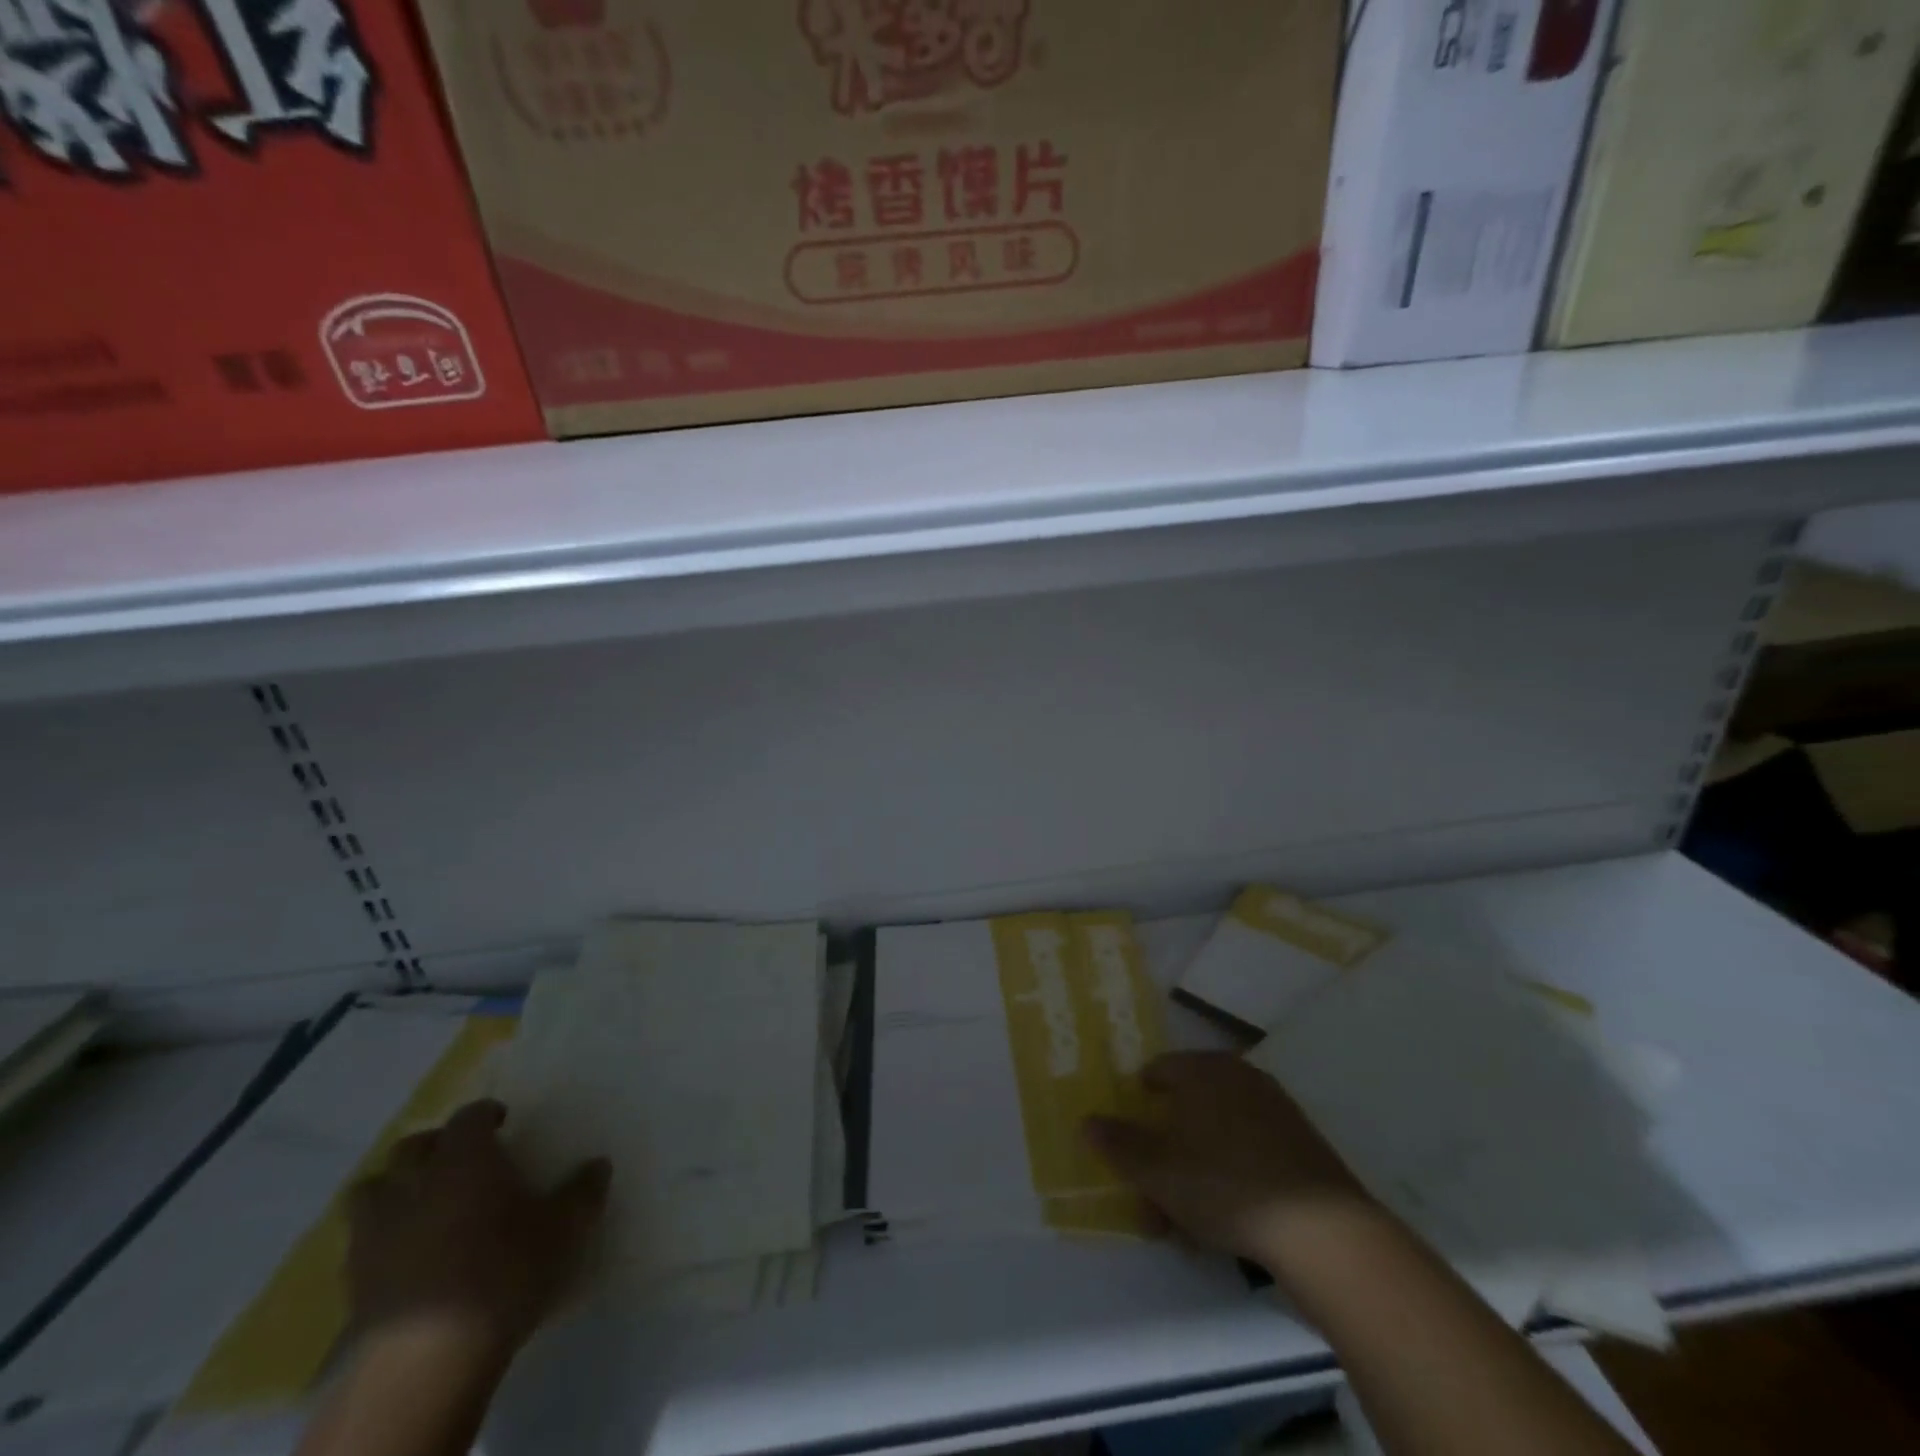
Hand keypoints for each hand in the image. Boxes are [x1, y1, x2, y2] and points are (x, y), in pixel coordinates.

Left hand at [346, 1100, 609, 1358]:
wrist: (426, 1359)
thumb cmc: (504, 1273)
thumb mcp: (563, 1230)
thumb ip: (582, 1192)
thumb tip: (599, 1165)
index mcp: (465, 1160)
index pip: (469, 1117)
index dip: (485, 1115)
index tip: (502, 1122)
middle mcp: (416, 1183)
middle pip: (411, 1147)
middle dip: (433, 1146)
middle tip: (458, 1159)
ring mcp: (376, 1232)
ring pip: (370, 1190)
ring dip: (393, 1187)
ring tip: (419, 1202)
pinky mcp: (354, 1281)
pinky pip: (360, 1241)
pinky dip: (380, 1236)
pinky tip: (405, 1253)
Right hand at [1083, 1052, 1372, 1266]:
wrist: (1322, 1229)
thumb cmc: (1224, 1184)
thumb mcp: (1156, 1170)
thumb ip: (1118, 1144)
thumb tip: (1086, 1121)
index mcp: (1204, 1069)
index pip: (1158, 1071)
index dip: (1139, 1103)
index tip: (1131, 1141)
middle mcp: (1240, 1078)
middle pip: (1188, 1108)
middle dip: (1165, 1152)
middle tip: (1152, 1195)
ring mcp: (1276, 1111)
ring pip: (1218, 1137)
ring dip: (1195, 1172)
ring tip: (1185, 1222)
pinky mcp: (1303, 1147)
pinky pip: (1251, 1154)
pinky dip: (1232, 1178)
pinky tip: (1227, 1221)